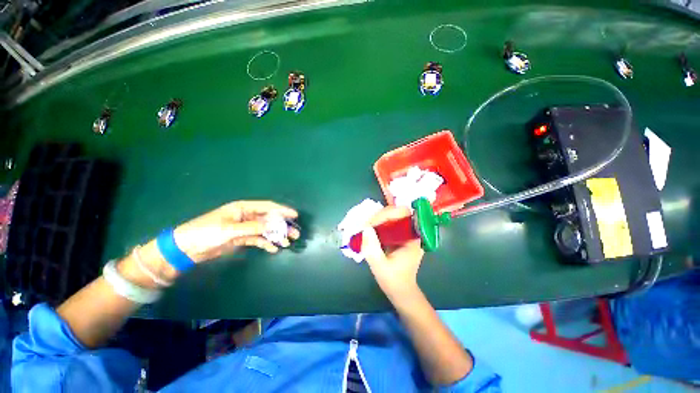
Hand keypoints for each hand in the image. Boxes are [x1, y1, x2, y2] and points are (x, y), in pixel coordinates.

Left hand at [173, 200, 299, 262]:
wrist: (186, 248)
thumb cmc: (206, 232)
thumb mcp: (230, 229)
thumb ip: (253, 227)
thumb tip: (274, 225)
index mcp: (243, 208)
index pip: (267, 207)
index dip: (282, 210)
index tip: (294, 215)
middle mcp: (246, 216)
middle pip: (269, 219)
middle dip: (282, 226)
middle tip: (294, 233)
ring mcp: (244, 228)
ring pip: (265, 230)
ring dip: (276, 236)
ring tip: (287, 243)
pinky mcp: (241, 238)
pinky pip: (257, 239)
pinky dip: (265, 243)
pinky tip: (273, 249)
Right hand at [362, 206, 424, 301]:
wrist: (400, 290)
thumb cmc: (393, 280)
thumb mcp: (380, 266)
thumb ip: (372, 248)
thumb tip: (366, 228)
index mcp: (413, 238)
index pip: (404, 214)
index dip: (387, 214)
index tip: (372, 224)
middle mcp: (412, 232)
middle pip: (398, 212)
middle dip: (381, 215)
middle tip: (367, 225)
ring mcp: (405, 233)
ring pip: (393, 215)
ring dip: (379, 217)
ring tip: (367, 226)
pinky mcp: (399, 235)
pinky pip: (389, 222)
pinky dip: (379, 221)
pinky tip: (371, 226)